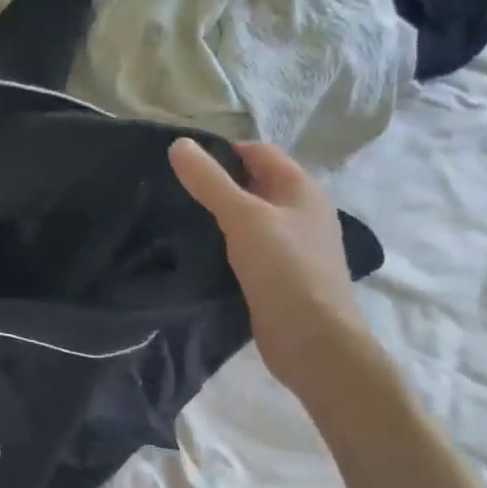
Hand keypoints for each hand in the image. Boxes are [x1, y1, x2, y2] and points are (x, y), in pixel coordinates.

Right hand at [168, 138, 370, 396]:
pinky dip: (226, 243)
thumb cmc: (284, 269)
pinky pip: (248, 246)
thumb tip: (178, 144)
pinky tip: (199, 251)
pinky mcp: (280, 274)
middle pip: (253, 183)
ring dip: (219, 215)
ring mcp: (293, 245)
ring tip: (179, 218)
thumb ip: (209, 181)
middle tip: (173, 191)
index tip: (181, 165)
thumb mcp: (242, 217)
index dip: (221, 152)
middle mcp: (301, 211)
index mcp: (301, 189)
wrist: (314, 342)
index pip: (257, 152)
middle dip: (217, 183)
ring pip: (249, 217)